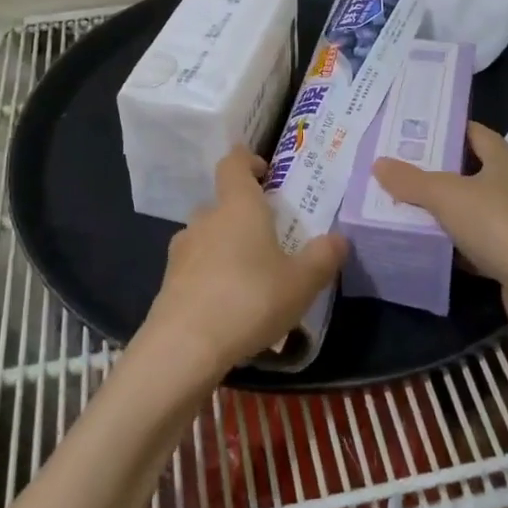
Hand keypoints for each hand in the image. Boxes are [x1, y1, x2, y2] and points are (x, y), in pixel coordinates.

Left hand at [141, 150, 346, 375]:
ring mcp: (182, 251)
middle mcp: (206, 220)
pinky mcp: (168, 283)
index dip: (247, 160)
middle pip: (222, 204)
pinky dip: (211, 276)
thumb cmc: (250, 300)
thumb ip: (323, 257)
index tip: (264, 171)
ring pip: (206, 236)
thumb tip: (339, 239)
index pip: (233, 163)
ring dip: (225, 246)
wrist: (184, 347)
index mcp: (238, 206)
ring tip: (250, 275)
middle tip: (269, 236)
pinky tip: (228, 305)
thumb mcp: (301, 282)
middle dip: (243, 214)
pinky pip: (195, 268)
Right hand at [372, 123, 507, 338]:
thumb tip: (379, 163)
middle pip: (474, 169)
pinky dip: (462, 243)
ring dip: (450, 210)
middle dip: (439, 171)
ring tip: (410, 208)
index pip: (473, 132)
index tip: (411, 134)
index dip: (444, 130)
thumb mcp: (447, 197)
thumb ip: (411, 180)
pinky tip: (437, 249)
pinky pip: (485, 241)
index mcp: (507, 159)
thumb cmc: (500, 226)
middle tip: (401, 172)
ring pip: (479, 207)